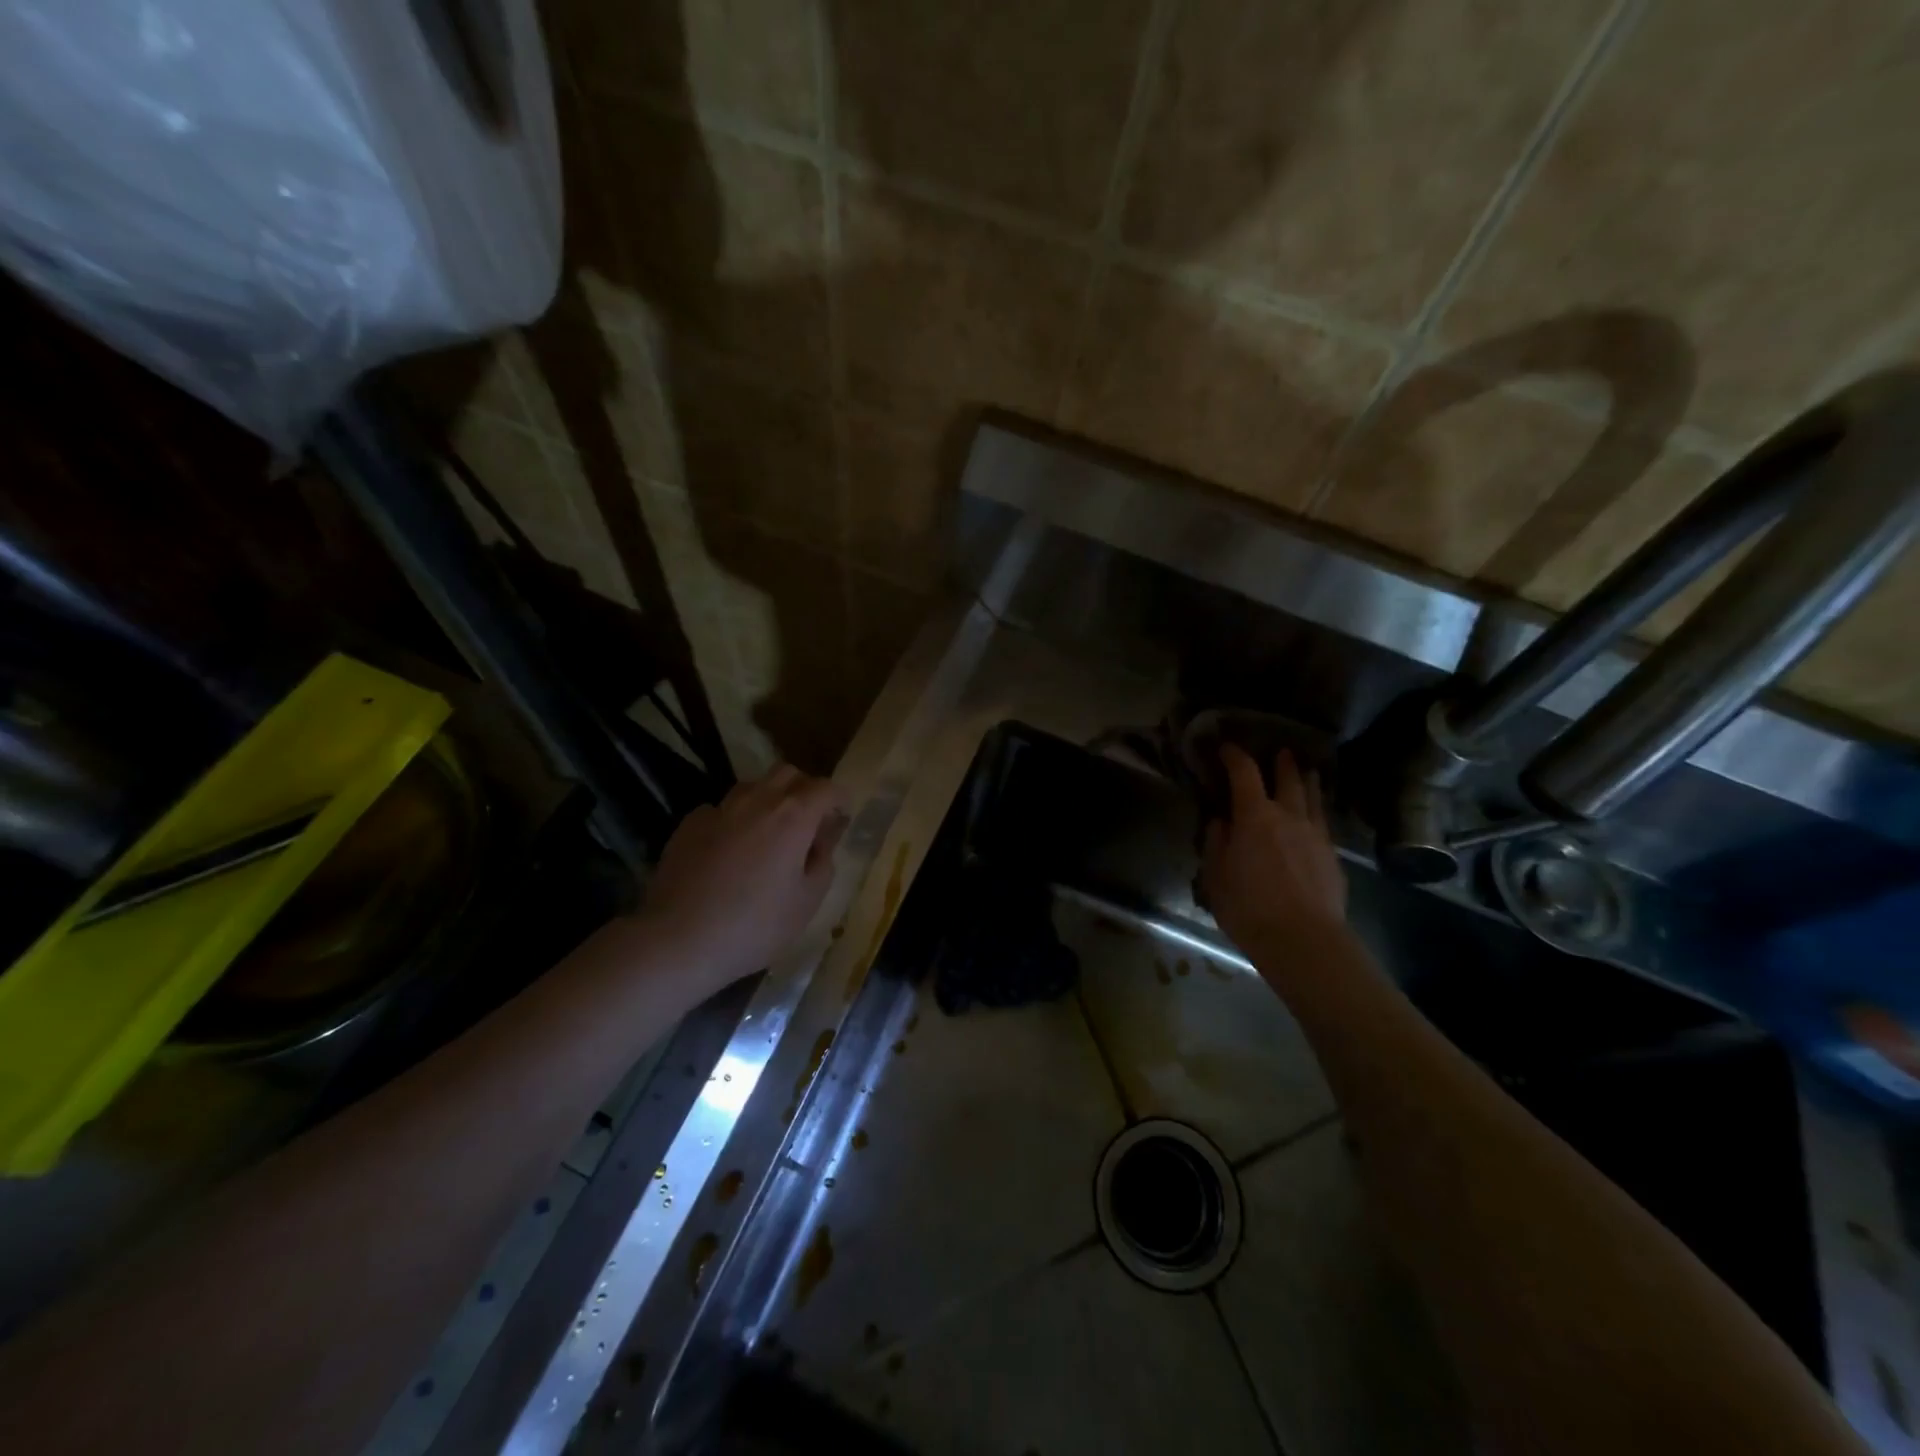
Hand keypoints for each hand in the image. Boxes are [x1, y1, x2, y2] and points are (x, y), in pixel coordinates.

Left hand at [639, 765, 848, 988]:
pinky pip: (720, 810)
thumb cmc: (755, 926)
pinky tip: (729, 852)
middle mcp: (757, 800)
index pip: (826, 787)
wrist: (678, 940)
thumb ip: (822, 861)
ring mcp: (719, 809)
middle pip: (788, 773)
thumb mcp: (807, 901)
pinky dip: (734, 820)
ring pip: (752, 787)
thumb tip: (823, 838)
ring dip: (768, 800)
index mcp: (793, 816)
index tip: (840, 818)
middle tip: (808, 822)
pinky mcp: (688, 824)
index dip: (838, 799)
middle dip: (804, 790)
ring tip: (768, 835)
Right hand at [1201, 745, 1346, 957]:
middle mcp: (1289, 816)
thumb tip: (1221, 822)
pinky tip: (1315, 816)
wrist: (1303, 940)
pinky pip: (1324, 822)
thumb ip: (1216, 843)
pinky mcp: (1333, 857)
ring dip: (1307, 781)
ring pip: (1313, 798)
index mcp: (1254, 816)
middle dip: (1281, 762)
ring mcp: (1316, 835)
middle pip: (1288, 778)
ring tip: (1307, 772)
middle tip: (1279, 752)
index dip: (1234, 756)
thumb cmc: (1248, 906)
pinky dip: (1317, 810)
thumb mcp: (1215, 875)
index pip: (1244, 773)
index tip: (1226, 748)